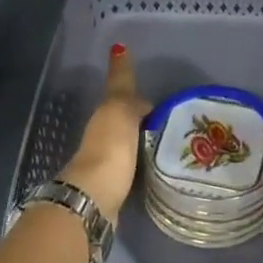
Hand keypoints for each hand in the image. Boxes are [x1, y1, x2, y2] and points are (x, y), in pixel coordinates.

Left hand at [58, 44, 151, 218]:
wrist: (94, 197)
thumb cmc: (110, 148)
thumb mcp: (120, 111)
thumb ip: (124, 89)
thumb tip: (126, 64)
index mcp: (104, 115)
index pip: (120, 92)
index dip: (130, 85)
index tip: (151, 90)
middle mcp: (102, 135)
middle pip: (123, 119)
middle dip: (141, 115)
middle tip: (167, 116)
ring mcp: (107, 161)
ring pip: (127, 142)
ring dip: (142, 138)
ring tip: (168, 140)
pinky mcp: (115, 185)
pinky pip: (133, 164)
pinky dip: (143, 159)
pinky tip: (157, 164)